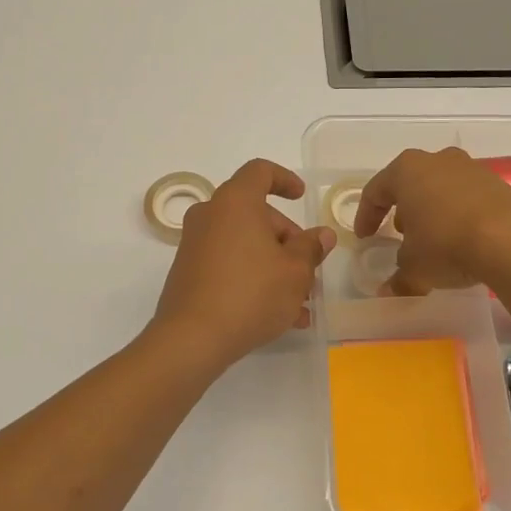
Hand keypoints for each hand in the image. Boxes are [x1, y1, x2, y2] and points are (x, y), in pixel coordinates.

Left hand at [150, 159, 335, 368]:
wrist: (192, 338)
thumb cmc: (251, 293)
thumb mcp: (294, 272)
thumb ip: (311, 248)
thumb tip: (322, 235)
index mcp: (235, 202)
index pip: (260, 172)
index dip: (284, 179)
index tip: (301, 197)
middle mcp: (210, 216)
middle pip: (255, 214)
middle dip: (286, 239)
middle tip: (309, 269)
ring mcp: (195, 245)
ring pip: (244, 245)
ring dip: (274, 266)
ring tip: (301, 302)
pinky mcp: (189, 273)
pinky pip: (229, 266)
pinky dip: (253, 279)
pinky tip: (280, 316)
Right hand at [353, 147, 510, 296]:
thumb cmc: (446, 244)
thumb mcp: (414, 268)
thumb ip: (398, 278)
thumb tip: (388, 292)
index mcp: (407, 170)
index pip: (376, 191)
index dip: (366, 216)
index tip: (365, 237)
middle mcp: (438, 160)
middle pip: (411, 183)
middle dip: (403, 209)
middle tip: (400, 235)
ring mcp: (472, 169)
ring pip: (442, 188)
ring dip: (433, 212)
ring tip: (433, 240)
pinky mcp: (499, 184)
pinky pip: (469, 198)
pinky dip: (460, 216)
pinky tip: (463, 241)